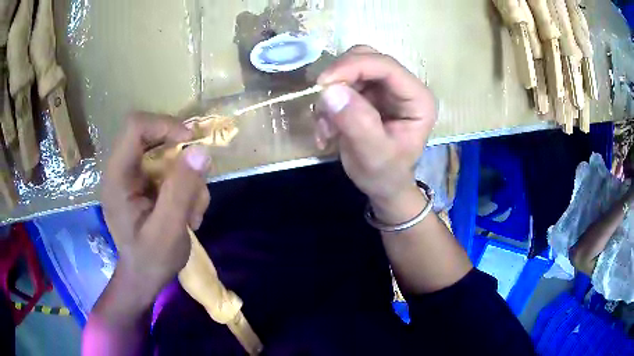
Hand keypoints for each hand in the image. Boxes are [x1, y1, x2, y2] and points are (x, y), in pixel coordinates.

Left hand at [102, 113, 211, 304]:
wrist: (144, 279)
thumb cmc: (151, 261)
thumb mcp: (168, 231)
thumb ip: (181, 191)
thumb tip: (201, 151)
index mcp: (117, 178)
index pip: (135, 128)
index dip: (164, 125)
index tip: (191, 143)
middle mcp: (121, 171)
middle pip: (152, 136)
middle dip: (179, 156)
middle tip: (197, 180)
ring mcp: (132, 178)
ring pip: (165, 154)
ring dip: (186, 177)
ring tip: (193, 211)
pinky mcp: (144, 185)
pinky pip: (168, 169)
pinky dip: (185, 186)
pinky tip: (188, 213)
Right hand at [315, 46, 436, 204]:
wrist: (382, 186)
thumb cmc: (385, 174)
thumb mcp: (374, 155)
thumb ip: (357, 123)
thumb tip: (330, 90)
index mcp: (417, 98)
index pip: (386, 66)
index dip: (352, 67)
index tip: (323, 84)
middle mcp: (402, 87)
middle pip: (366, 58)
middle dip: (339, 79)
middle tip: (323, 106)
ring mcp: (384, 88)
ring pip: (349, 69)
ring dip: (331, 95)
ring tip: (327, 128)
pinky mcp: (367, 93)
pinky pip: (340, 84)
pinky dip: (328, 104)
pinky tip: (327, 130)